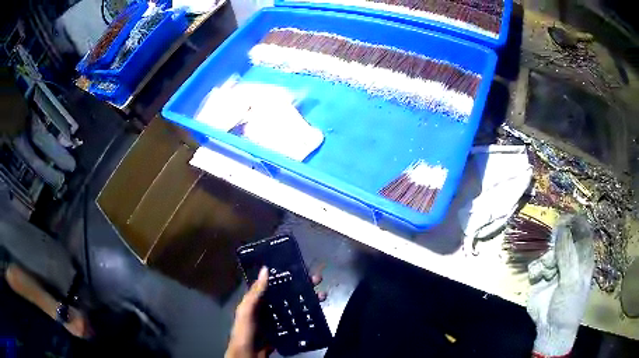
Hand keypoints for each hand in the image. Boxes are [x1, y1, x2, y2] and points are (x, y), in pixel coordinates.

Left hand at [225, 266, 326, 357]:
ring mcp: (279, 319)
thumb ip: (255, 293)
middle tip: (318, 280)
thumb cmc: (245, 331)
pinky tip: (318, 312)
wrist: (249, 355)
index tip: (302, 268)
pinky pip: (298, 321)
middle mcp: (270, 307)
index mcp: (259, 300)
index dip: (288, 275)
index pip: (275, 283)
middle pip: (289, 293)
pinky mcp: (286, 330)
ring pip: (296, 306)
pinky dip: (308, 316)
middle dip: (303, 286)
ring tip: (323, 295)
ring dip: (309, 300)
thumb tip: (265, 269)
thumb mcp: (246, 311)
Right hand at [527, 215, 593, 356]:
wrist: (550, 330)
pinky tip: (537, 279)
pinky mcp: (541, 278)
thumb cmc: (569, 306)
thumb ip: (567, 254)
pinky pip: (536, 265)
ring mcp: (555, 269)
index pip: (582, 232)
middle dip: (556, 245)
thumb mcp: (572, 280)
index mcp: (583, 258)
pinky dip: (536, 270)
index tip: (564, 219)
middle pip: (563, 240)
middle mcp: (570, 260)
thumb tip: (561, 227)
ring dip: (545, 260)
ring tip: (546, 274)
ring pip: (548, 251)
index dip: (575, 223)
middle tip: (553, 252)